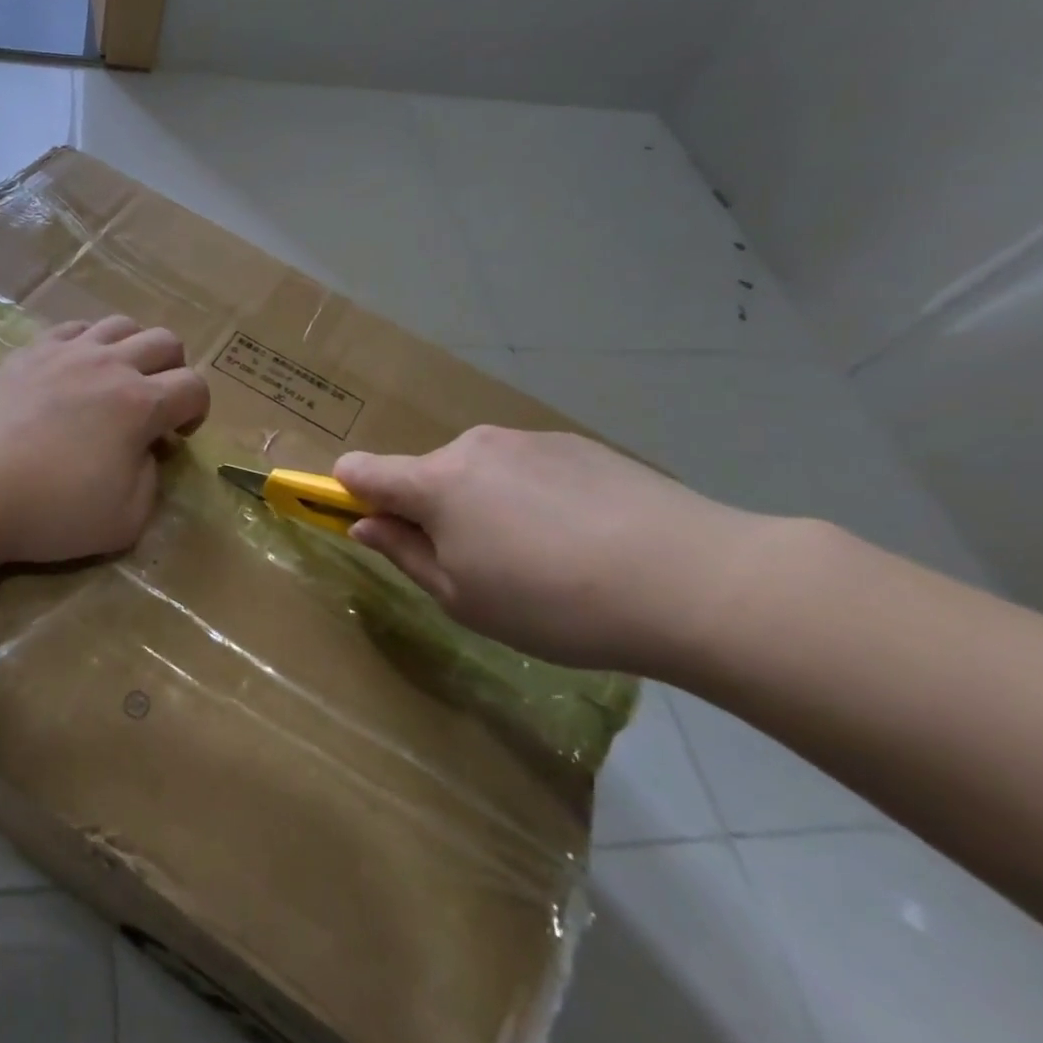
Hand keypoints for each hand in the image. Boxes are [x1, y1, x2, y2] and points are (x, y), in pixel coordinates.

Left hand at [0, 316, 210, 564]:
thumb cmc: (52, 509)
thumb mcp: (126, 520)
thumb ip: (152, 481)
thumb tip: (146, 451)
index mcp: (141, 404)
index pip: (194, 387)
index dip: (198, 410)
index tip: (177, 436)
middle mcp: (110, 365)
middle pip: (165, 340)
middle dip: (173, 370)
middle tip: (154, 405)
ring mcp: (66, 352)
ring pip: (120, 324)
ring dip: (133, 349)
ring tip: (117, 380)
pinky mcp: (29, 352)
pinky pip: (73, 328)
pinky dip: (87, 343)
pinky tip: (74, 370)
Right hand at [335, 428, 767, 671]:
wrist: (694, 580)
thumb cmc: (554, 602)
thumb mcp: (463, 598)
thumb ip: (404, 554)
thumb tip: (364, 524)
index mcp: (436, 482)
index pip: (361, 469)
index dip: (347, 493)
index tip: (363, 523)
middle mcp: (474, 445)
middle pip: (425, 474)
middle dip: (432, 512)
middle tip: (478, 567)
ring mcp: (529, 440)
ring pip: (479, 472)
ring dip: (484, 505)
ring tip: (543, 558)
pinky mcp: (578, 445)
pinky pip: (527, 469)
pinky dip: (531, 498)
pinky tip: (582, 538)